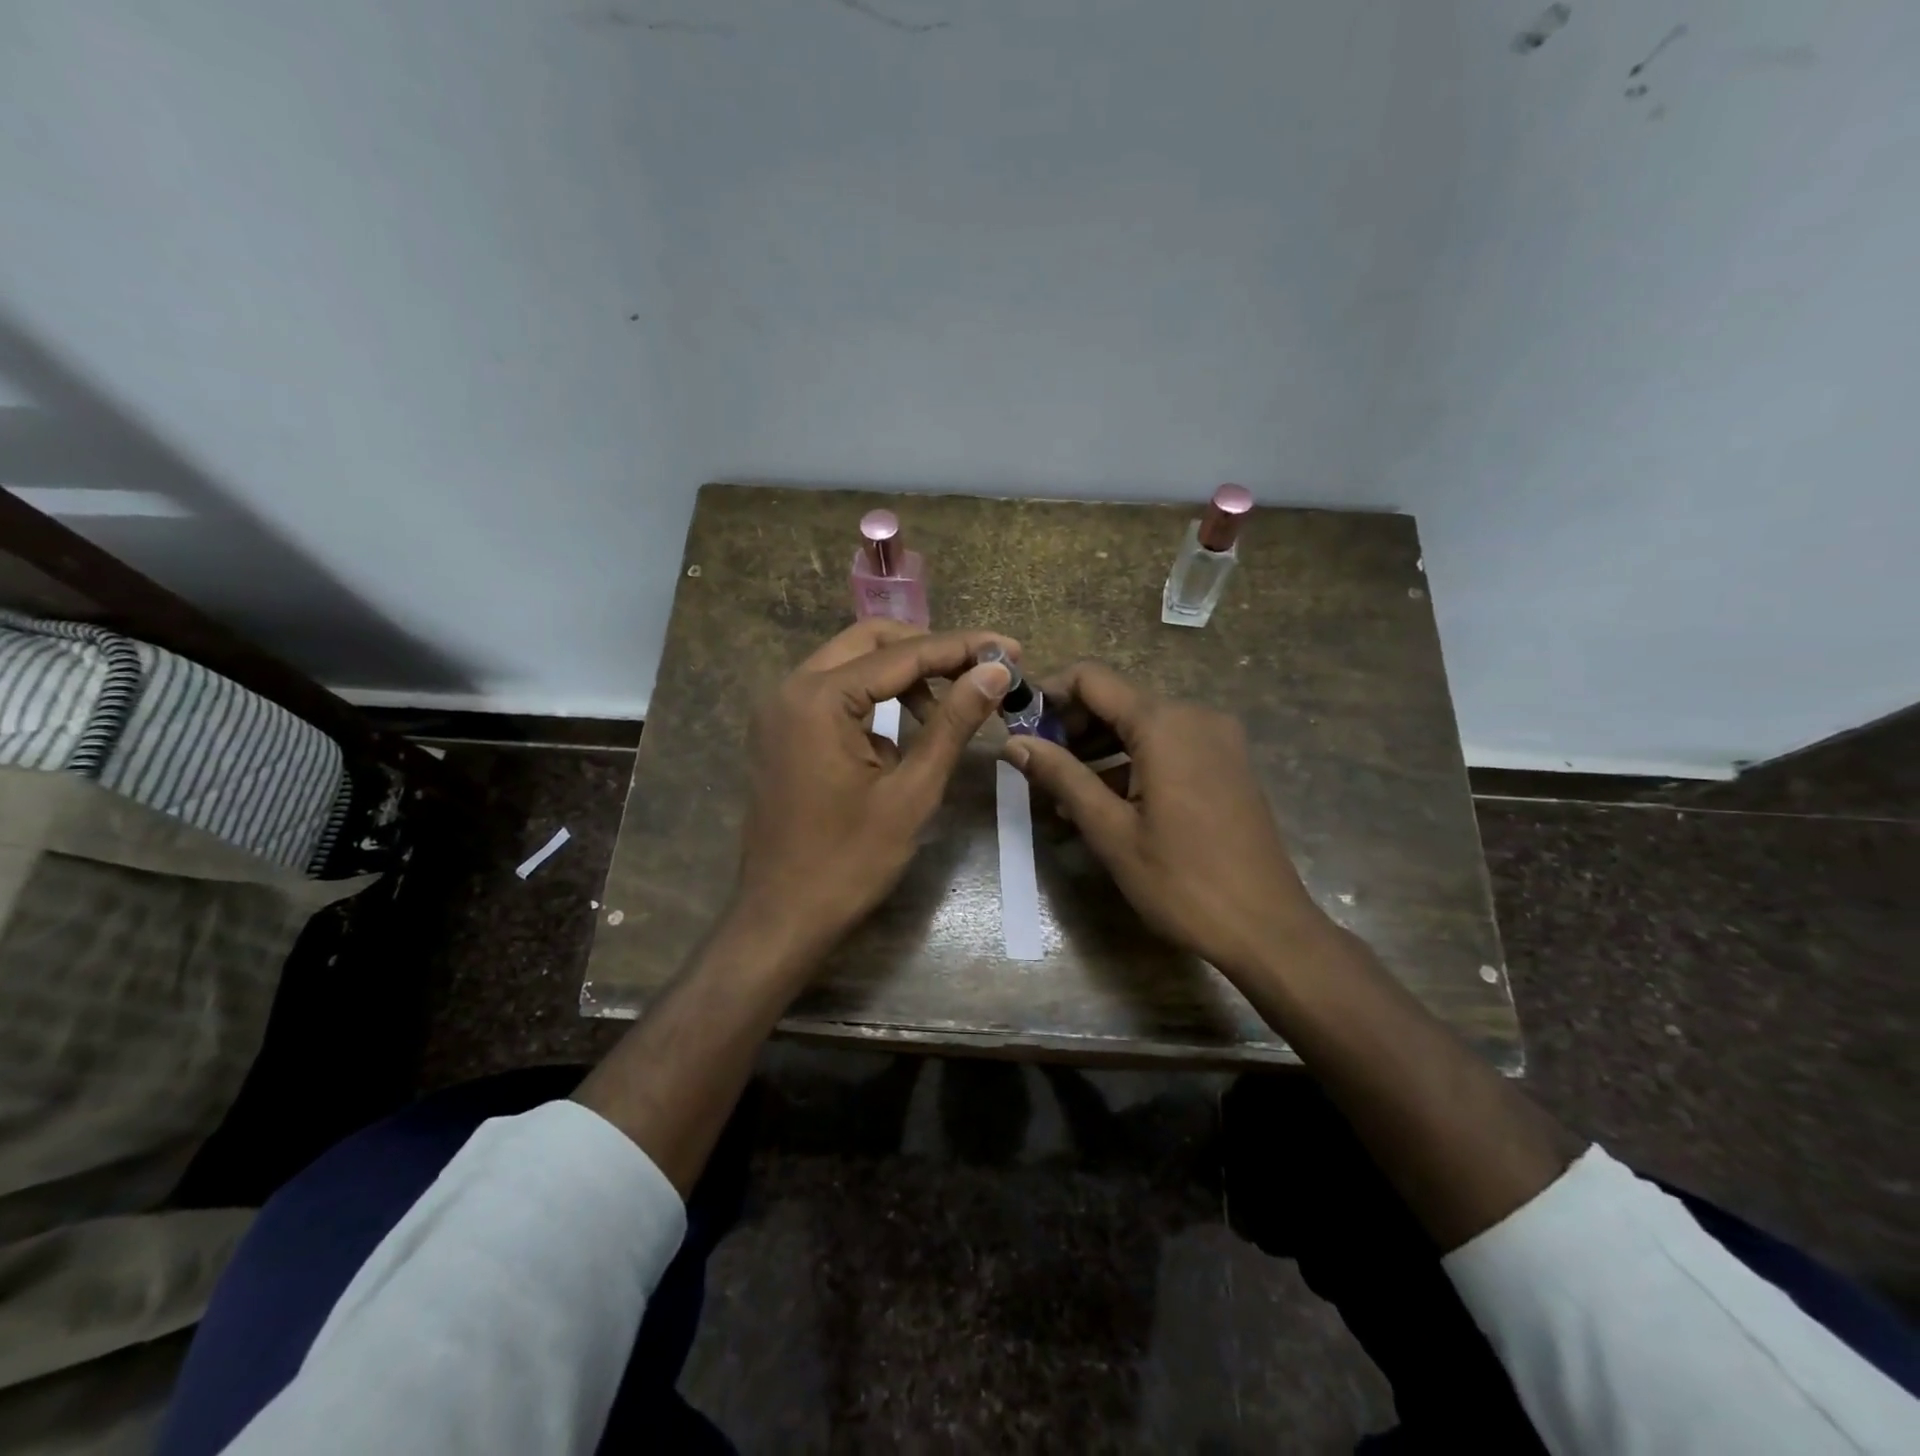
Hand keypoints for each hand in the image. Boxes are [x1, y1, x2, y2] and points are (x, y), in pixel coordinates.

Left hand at [733, 619, 1016, 968]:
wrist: (782, 918)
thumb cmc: (849, 862)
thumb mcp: (912, 791)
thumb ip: (953, 723)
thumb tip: (995, 673)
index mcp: (820, 698)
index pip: (903, 654)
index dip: (962, 648)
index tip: (1011, 650)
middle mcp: (791, 688)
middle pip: (870, 642)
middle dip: (929, 651)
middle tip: (979, 672)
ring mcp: (780, 711)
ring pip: (851, 665)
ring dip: (902, 677)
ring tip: (947, 714)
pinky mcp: (781, 733)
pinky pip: (834, 696)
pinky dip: (874, 701)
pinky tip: (904, 737)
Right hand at [1001, 662, 1330, 982]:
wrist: (1267, 929)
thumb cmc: (1182, 881)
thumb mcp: (1111, 830)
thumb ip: (1061, 777)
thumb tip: (1013, 743)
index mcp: (1164, 724)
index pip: (1092, 679)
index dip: (1049, 694)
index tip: (1020, 727)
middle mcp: (1195, 716)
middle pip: (1117, 700)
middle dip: (1072, 728)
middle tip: (1037, 768)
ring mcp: (1217, 739)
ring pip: (1142, 726)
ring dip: (1099, 750)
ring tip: (1063, 794)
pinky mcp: (1227, 764)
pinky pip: (1168, 747)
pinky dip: (1132, 763)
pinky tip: (1105, 802)